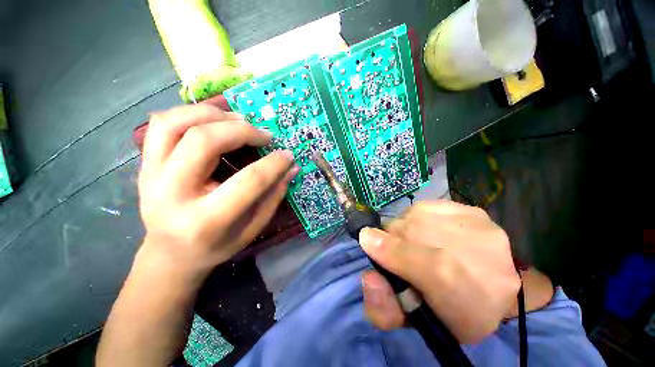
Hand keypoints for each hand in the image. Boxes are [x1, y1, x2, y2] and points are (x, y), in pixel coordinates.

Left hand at [137, 104, 297, 277]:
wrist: (171, 254)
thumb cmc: (217, 245)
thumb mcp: (252, 228)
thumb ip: (273, 196)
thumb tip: (291, 168)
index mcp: (206, 220)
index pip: (248, 180)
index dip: (273, 163)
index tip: (287, 155)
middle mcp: (172, 194)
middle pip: (204, 141)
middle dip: (242, 131)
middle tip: (264, 135)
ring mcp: (151, 175)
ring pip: (176, 123)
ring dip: (214, 114)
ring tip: (239, 120)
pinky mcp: (145, 164)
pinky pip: (162, 124)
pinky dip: (190, 113)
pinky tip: (214, 121)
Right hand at [359, 200, 520, 342]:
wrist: (501, 291)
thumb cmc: (454, 312)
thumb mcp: (418, 322)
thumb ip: (385, 308)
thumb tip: (369, 277)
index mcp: (468, 298)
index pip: (423, 267)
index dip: (388, 251)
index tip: (366, 240)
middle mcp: (475, 252)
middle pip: (409, 232)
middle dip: (393, 240)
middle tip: (399, 253)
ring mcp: (475, 224)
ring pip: (414, 216)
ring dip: (406, 229)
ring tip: (417, 244)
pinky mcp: (471, 209)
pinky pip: (426, 208)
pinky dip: (419, 219)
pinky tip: (431, 233)